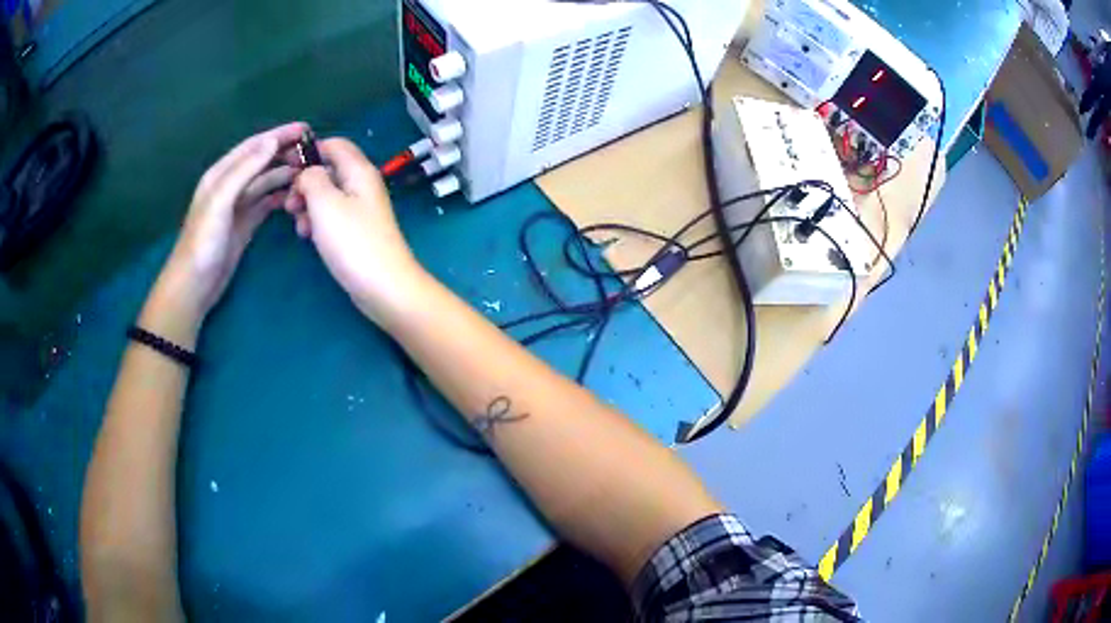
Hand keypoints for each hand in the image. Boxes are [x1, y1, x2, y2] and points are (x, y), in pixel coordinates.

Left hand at [157, 122, 308, 321]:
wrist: (194, 285)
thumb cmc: (203, 242)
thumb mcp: (220, 201)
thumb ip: (244, 170)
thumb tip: (272, 142)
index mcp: (221, 174)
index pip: (254, 146)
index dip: (278, 135)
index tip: (305, 129)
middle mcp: (231, 185)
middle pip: (262, 162)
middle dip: (285, 153)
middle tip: (313, 152)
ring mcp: (238, 206)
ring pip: (266, 182)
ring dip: (285, 175)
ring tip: (309, 173)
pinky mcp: (245, 225)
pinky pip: (266, 203)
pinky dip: (281, 197)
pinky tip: (295, 197)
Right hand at [289, 138, 424, 320]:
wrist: (383, 287)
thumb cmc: (352, 241)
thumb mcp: (325, 203)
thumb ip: (312, 179)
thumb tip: (307, 172)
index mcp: (359, 171)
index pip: (335, 145)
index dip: (310, 151)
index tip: (287, 167)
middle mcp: (362, 185)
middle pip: (328, 171)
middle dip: (305, 183)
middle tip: (289, 205)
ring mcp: (360, 210)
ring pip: (326, 196)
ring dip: (307, 205)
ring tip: (299, 225)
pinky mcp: (356, 231)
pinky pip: (331, 217)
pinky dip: (317, 222)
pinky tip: (307, 236)